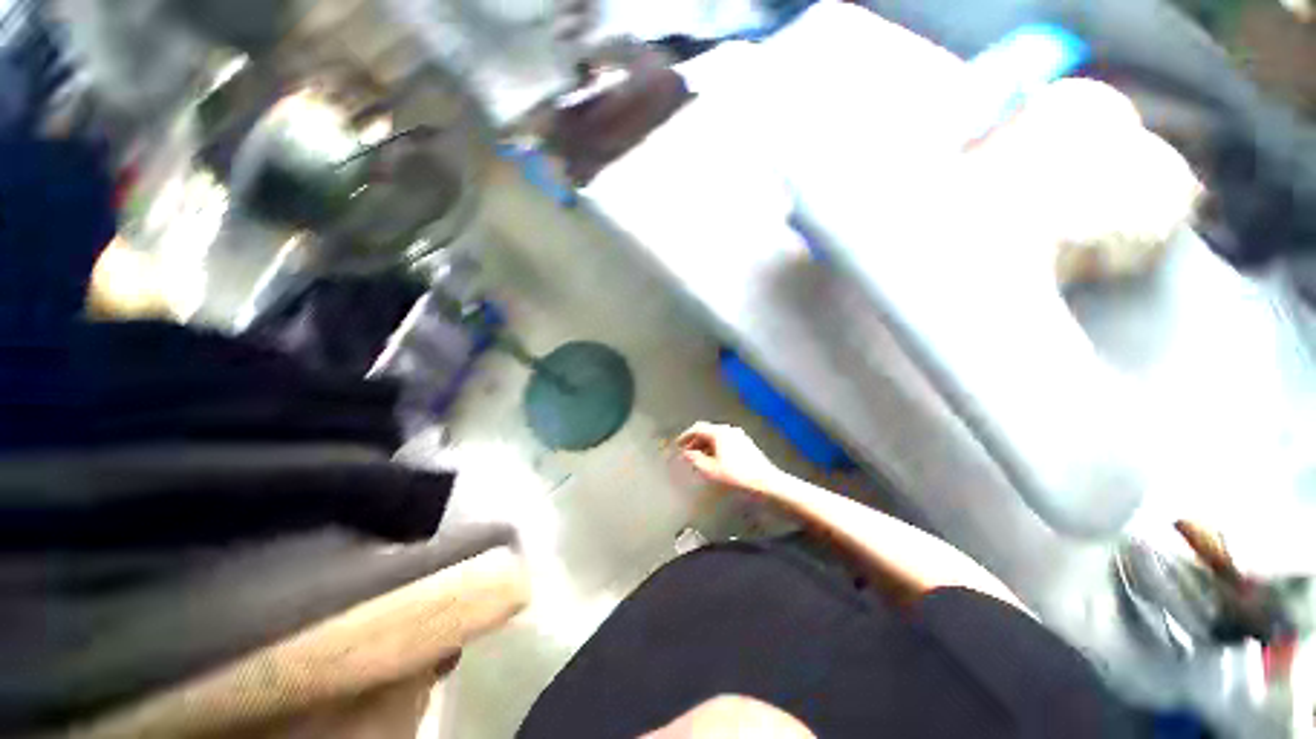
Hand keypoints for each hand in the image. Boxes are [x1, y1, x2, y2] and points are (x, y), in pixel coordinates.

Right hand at [676, 422, 783, 493]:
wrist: (766, 482)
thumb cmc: (736, 476)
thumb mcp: (711, 470)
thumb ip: (695, 459)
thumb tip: (685, 453)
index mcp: (719, 432)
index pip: (697, 428)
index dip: (685, 436)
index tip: (677, 445)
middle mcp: (729, 430)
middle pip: (707, 431)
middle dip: (695, 441)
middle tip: (686, 454)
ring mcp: (739, 436)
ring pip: (716, 437)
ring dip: (705, 445)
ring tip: (698, 459)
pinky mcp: (745, 444)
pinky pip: (724, 441)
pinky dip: (715, 448)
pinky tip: (713, 460)